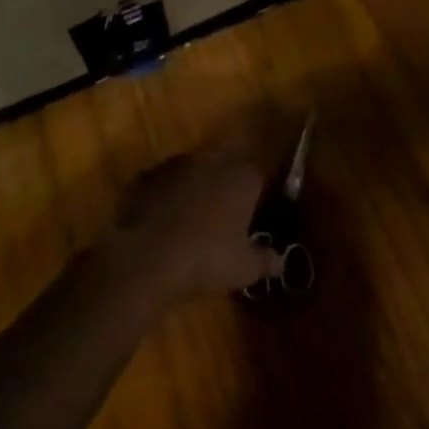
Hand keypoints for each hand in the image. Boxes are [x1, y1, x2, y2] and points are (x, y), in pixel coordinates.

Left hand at [108, 151, 282, 307]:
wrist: (147, 260)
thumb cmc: (206, 260)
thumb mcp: (244, 269)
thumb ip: (266, 261)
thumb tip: (281, 262)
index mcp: (244, 176)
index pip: (260, 176)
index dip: (257, 195)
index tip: (253, 216)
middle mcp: (213, 160)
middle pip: (226, 168)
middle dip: (225, 188)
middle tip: (222, 218)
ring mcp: (177, 164)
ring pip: (193, 172)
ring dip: (194, 189)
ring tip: (190, 220)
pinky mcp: (147, 176)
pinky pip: (162, 184)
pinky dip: (164, 197)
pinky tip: (160, 222)